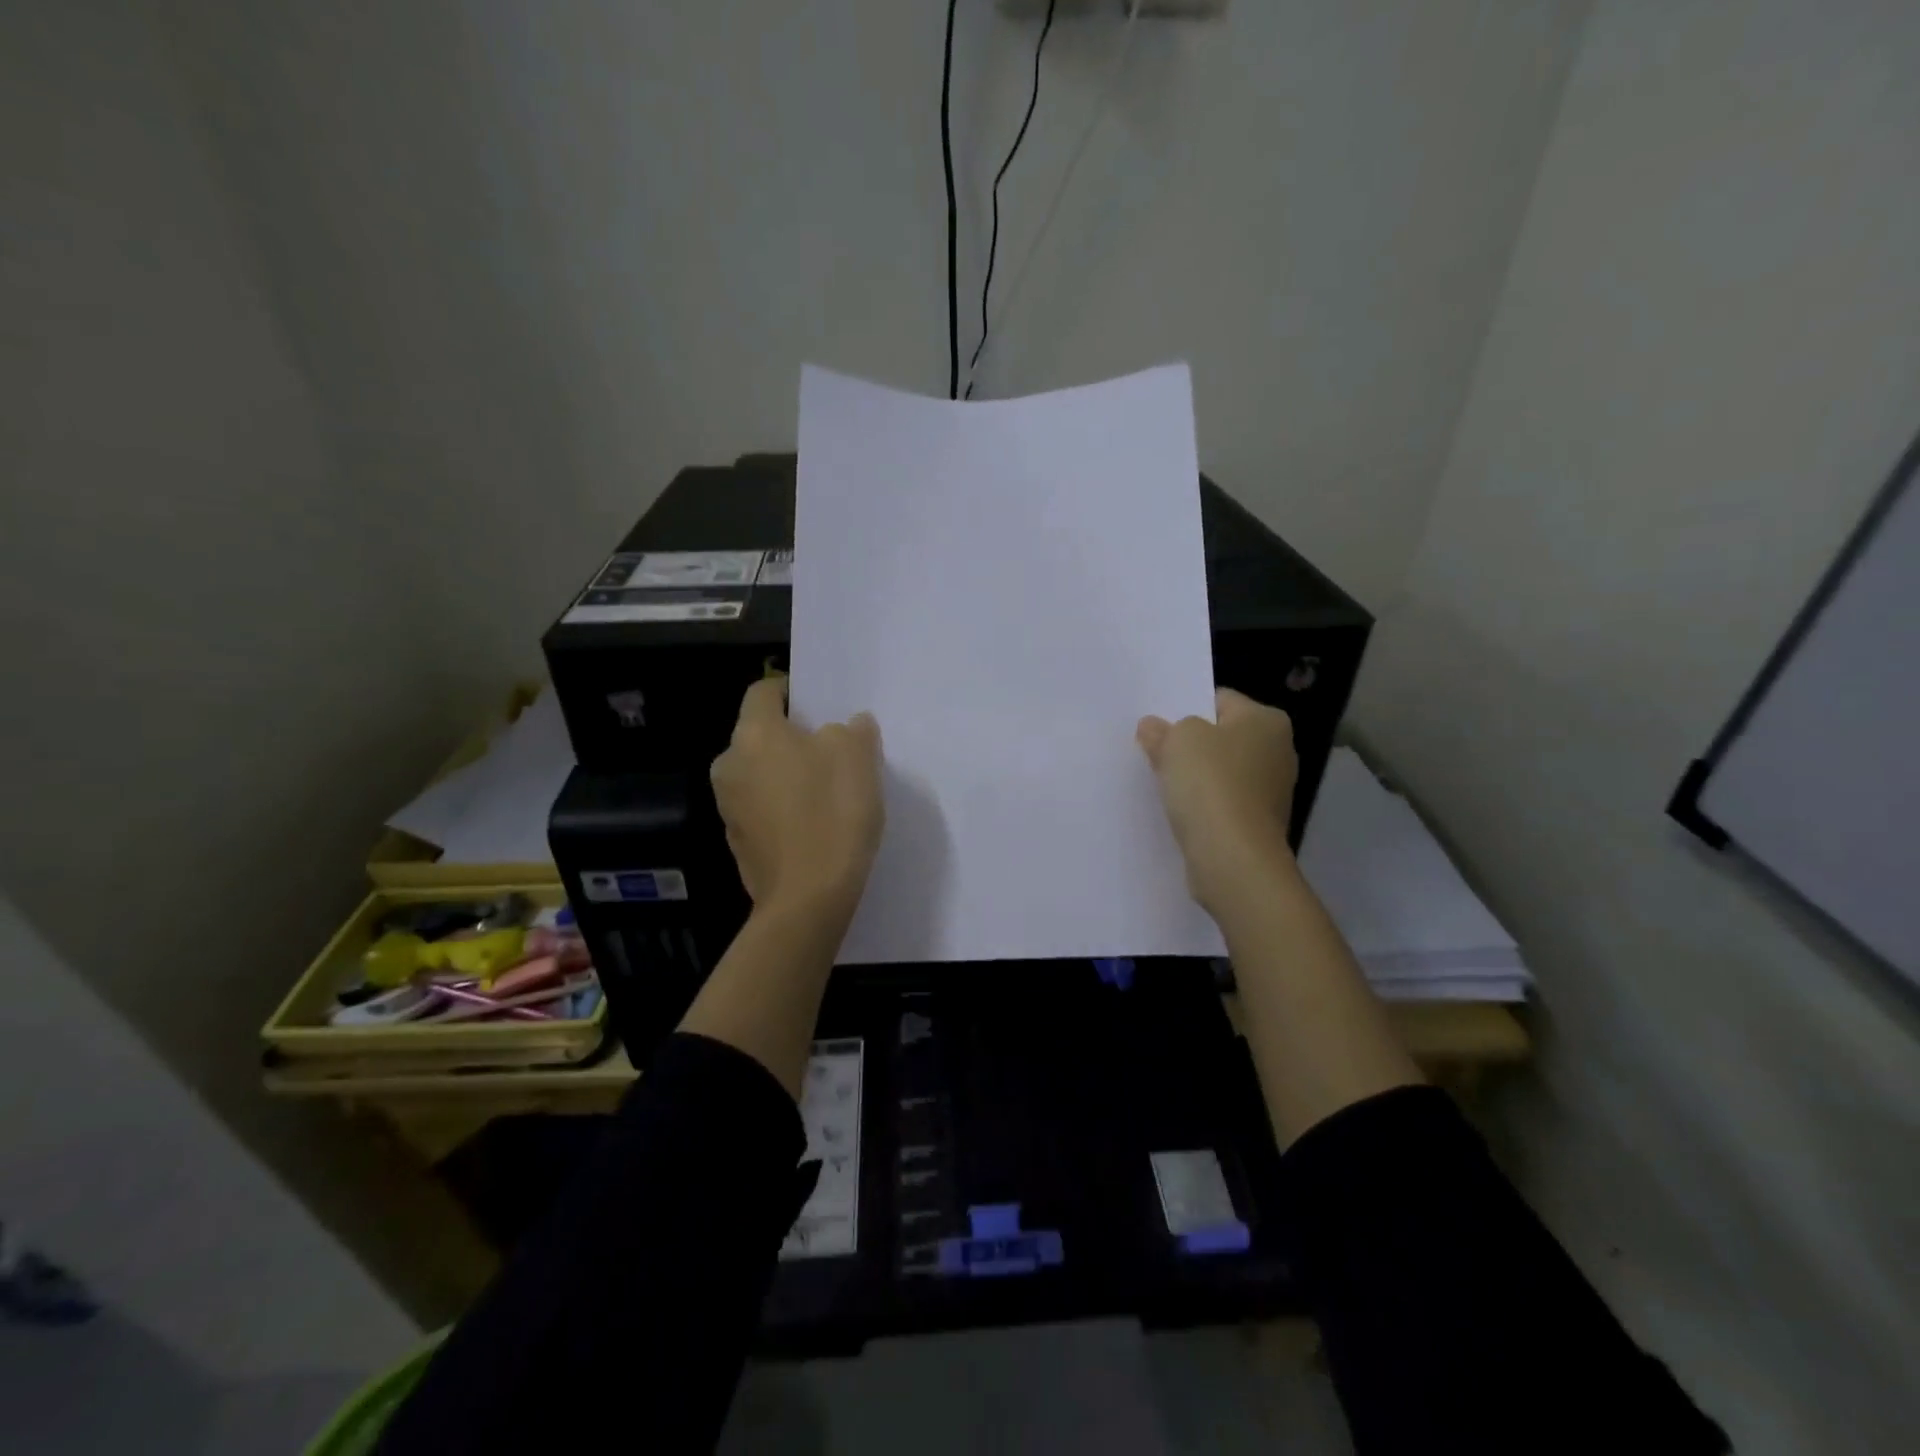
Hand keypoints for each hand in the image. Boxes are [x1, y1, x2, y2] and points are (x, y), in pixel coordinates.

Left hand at [710, 677, 883, 920]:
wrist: (808, 898)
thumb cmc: (832, 813)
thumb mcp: (858, 756)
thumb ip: (852, 730)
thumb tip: (847, 726)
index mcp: (754, 734)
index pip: (764, 692)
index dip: (791, 692)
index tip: (818, 705)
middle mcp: (729, 765)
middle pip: (760, 736)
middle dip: (792, 738)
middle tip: (831, 750)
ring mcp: (729, 807)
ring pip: (760, 774)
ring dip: (787, 774)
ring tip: (826, 789)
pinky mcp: (738, 842)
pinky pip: (761, 809)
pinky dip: (782, 808)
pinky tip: (813, 824)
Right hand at [1136, 687, 1298, 914]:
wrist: (1232, 857)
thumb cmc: (1210, 783)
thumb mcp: (1177, 741)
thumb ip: (1163, 729)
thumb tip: (1153, 728)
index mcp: (1267, 720)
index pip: (1220, 700)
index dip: (1186, 707)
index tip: (1159, 724)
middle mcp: (1278, 751)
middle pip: (1222, 737)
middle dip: (1191, 744)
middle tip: (1154, 750)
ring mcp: (1271, 791)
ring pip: (1221, 772)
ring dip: (1195, 778)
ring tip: (1162, 783)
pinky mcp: (1258, 824)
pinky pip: (1222, 804)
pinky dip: (1203, 806)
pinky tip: (1179, 811)